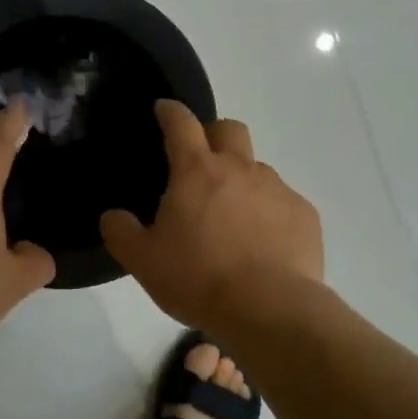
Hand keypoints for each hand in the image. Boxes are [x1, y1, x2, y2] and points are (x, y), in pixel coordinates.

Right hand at [99, 101, 322, 329]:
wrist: (270, 308)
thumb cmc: (199, 279)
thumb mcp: (143, 261)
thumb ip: (121, 232)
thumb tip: (113, 216)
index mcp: (197, 171)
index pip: (181, 123)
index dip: (170, 111)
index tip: (164, 109)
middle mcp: (240, 168)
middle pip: (229, 129)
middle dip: (213, 134)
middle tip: (201, 162)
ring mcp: (277, 189)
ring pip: (257, 168)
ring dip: (242, 181)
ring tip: (232, 219)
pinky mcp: (304, 214)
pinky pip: (282, 201)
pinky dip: (268, 213)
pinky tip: (262, 244)